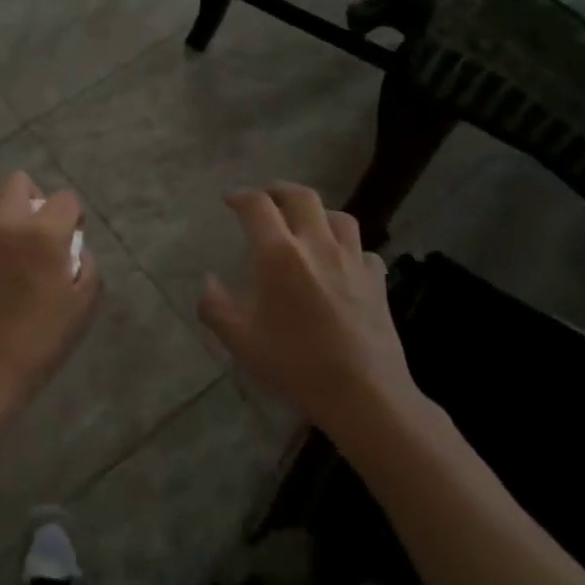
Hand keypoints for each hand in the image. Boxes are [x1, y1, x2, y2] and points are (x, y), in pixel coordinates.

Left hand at [0, 171, 98, 417]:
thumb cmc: (39, 342)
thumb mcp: (82, 307)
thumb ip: (87, 267)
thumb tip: (75, 248)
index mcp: (42, 234)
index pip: (64, 198)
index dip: (73, 215)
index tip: (71, 237)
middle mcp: (5, 224)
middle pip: (18, 181)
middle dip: (34, 197)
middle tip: (39, 230)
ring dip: (0, 208)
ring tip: (8, 238)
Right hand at [197, 183, 420, 440]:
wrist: (363, 393)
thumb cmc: (295, 364)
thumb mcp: (240, 340)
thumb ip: (215, 307)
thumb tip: (207, 283)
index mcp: (279, 254)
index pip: (257, 206)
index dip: (240, 197)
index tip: (230, 200)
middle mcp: (317, 245)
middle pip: (302, 197)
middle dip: (279, 191)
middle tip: (267, 199)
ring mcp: (352, 261)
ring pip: (338, 217)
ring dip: (318, 213)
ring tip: (307, 225)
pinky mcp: (377, 281)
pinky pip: (363, 251)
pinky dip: (349, 249)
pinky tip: (342, 264)